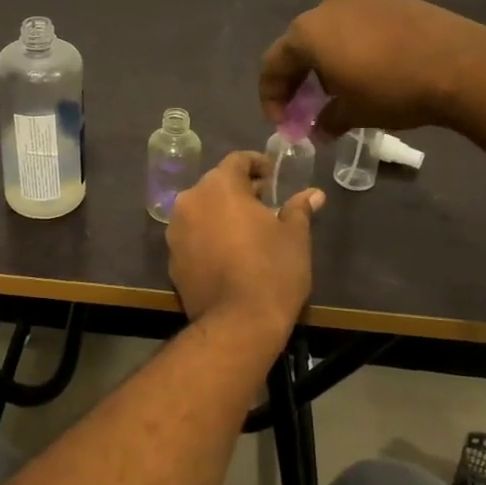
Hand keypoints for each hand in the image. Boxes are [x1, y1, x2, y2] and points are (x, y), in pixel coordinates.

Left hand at [166, 151, 321, 343]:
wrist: (237, 323)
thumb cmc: (272, 270)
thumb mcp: (295, 237)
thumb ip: (299, 209)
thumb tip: (314, 194)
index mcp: (219, 186)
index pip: (237, 160)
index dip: (257, 164)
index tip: (273, 176)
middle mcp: (191, 200)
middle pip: (216, 184)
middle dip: (240, 190)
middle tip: (266, 204)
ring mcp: (176, 230)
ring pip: (202, 210)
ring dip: (222, 213)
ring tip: (248, 230)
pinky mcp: (171, 258)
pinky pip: (193, 236)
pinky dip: (209, 236)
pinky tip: (229, 254)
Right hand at [259, 0, 485, 136]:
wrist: (461, 64)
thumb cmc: (393, 90)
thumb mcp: (353, 113)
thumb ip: (326, 121)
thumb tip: (319, 130)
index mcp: (307, 33)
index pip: (272, 65)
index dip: (271, 97)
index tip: (283, 123)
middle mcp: (327, 7)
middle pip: (299, 45)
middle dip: (298, 78)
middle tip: (307, 107)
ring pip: (330, 32)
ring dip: (327, 61)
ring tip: (342, 88)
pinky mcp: (391, 0)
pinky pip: (360, 25)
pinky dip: (355, 47)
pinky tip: (373, 69)